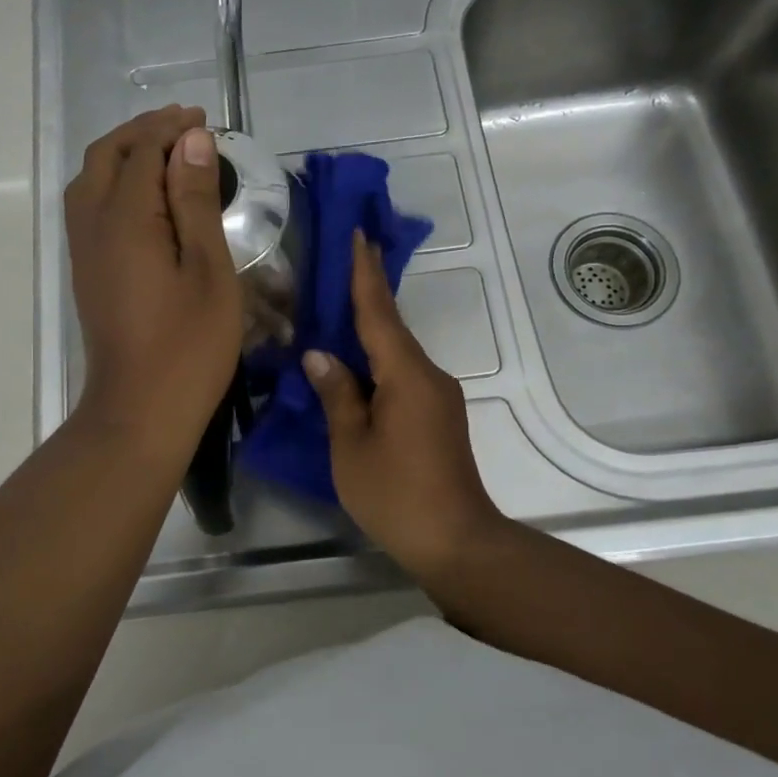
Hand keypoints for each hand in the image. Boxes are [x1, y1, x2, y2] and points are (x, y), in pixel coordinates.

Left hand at [64, 106, 241, 462]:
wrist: (139, 411)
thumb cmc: (188, 346)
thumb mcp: (208, 270)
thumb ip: (196, 201)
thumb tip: (192, 142)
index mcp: (126, 219)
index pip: (142, 152)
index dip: (171, 129)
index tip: (203, 120)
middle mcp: (93, 225)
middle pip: (106, 157)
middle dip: (141, 132)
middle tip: (183, 127)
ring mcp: (83, 251)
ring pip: (91, 181)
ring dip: (124, 155)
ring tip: (165, 153)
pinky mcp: (87, 272)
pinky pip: (91, 207)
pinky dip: (116, 184)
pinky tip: (146, 198)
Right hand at [303, 231, 499, 575]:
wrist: (457, 541)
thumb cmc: (396, 494)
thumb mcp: (351, 446)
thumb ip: (336, 395)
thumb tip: (320, 355)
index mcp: (406, 375)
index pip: (379, 313)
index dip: (365, 274)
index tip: (360, 235)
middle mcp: (428, 376)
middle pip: (391, 328)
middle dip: (367, 294)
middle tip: (344, 260)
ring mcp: (438, 397)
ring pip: (396, 354)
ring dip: (369, 331)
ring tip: (337, 312)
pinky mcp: (438, 416)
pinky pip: (402, 375)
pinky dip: (377, 363)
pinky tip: (357, 367)